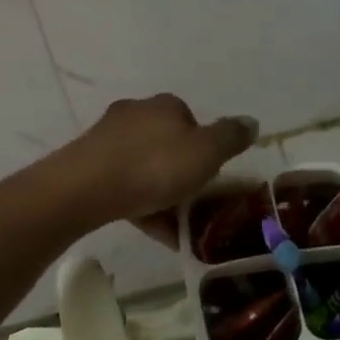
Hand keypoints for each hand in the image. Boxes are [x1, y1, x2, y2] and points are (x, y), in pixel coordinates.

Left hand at [59, 94, 256, 242]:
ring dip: (163, 194)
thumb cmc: (155, 166)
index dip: (205, 148)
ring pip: (145, 167)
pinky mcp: (89, 165)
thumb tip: (252, 121)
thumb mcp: (206, 152)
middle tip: (196, 204)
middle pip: (167, 144)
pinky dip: (142, 207)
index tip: (211, 177)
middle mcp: (135, 114)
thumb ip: (231, 137)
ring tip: (179, 229)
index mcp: (165, 105)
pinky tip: (155, 234)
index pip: (191, 120)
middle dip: (182, 173)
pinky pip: (124, 186)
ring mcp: (108, 139)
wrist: (87, 188)